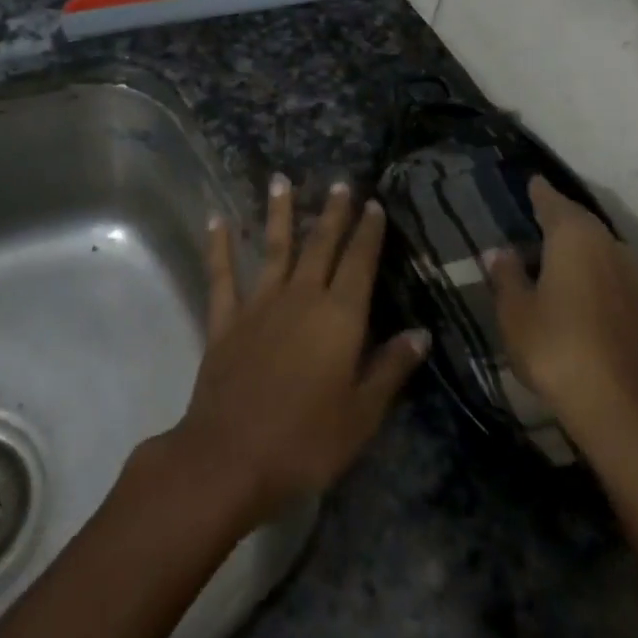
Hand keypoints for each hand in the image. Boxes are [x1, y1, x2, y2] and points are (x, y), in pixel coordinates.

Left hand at [167, 175, 429, 527]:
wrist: (229, 457)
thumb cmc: (305, 441)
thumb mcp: (362, 415)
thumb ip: (390, 368)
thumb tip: (420, 333)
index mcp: (339, 318)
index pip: (360, 263)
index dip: (368, 232)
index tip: (373, 204)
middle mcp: (301, 298)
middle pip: (320, 245)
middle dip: (332, 213)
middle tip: (339, 183)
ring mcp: (259, 305)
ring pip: (274, 248)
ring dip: (280, 213)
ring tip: (281, 180)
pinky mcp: (226, 321)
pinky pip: (222, 276)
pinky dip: (219, 246)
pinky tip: (216, 220)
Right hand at [488, 178, 637, 461]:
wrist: (621, 407)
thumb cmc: (556, 348)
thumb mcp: (515, 312)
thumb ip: (507, 276)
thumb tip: (500, 251)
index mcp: (575, 237)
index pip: (553, 203)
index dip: (540, 193)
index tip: (532, 182)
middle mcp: (611, 245)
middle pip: (582, 223)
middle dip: (561, 219)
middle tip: (539, 218)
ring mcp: (637, 275)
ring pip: (603, 248)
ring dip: (582, 247)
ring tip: (559, 255)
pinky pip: (616, 273)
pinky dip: (599, 272)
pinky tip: (586, 287)